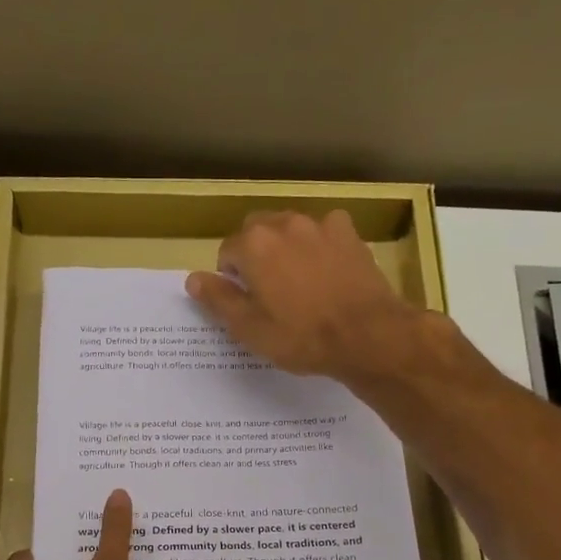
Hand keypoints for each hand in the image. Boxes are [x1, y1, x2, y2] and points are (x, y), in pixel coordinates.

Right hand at [185, 209, 423, 379]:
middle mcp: (284, 223)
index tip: (244, 302)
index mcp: (253, 245)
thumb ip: (218, 299)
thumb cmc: (301, 336)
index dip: (231, 277)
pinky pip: (324, 232)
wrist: (367, 335)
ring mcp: (320, 225)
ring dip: (286, 247)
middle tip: (267, 291)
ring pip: (291, 228)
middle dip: (255, 254)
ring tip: (298, 283)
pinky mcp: (350, 234)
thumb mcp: (249, 328)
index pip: (227, 252)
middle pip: (257, 231)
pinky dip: (319, 246)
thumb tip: (193, 279)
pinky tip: (327, 273)